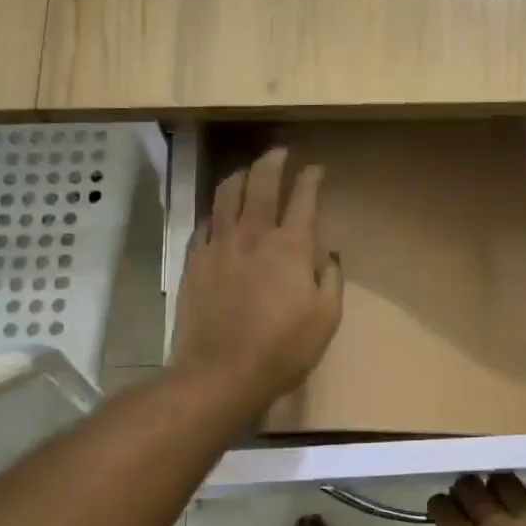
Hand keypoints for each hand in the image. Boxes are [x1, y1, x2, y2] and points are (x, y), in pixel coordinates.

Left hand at [171, 147, 343, 417]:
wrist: (220, 373)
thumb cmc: (283, 350)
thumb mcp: (326, 318)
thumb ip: (331, 278)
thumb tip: (329, 254)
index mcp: (291, 246)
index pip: (303, 197)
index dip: (311, 177)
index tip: (317, 169)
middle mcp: (253, 235)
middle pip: (261, 182)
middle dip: (273, 161)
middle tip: (280, 152)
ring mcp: (218, 245)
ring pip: (226, 194)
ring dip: (240, 175)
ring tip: (247, 170)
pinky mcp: (194, 261)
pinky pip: (204, 223)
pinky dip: (216, 210)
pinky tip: (219, 213)